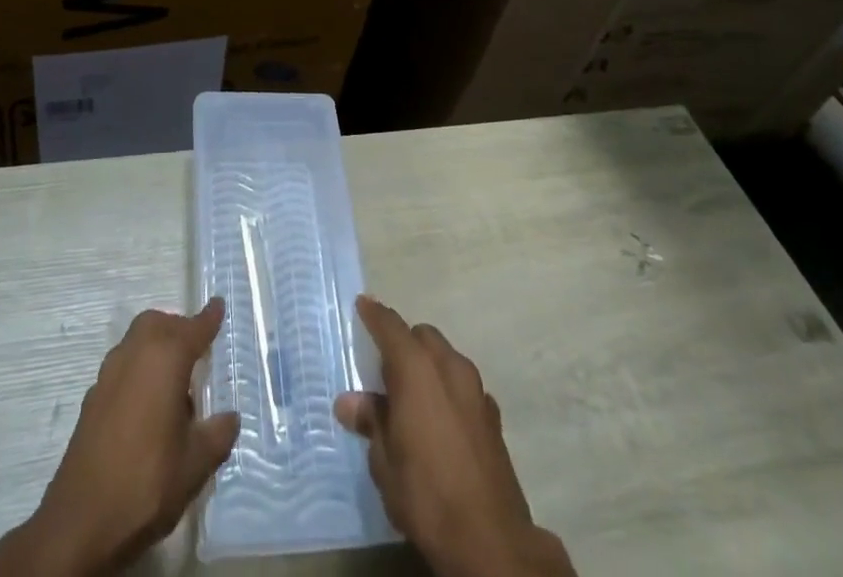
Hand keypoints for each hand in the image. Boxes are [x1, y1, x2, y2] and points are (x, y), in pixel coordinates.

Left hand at [0, 298, 238, 576]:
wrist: (81, 522)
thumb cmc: (147, 483)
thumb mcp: (196, 464)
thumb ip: (218, 434)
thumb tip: (229, 417)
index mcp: (165, 358)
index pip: (193, 328)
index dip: (209, 318)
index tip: (218, 305)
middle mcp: (135, 354)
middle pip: (159, 324)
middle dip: (178, 329)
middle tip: (197, 351)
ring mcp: (108, 375)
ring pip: (137, 341)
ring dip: (156, 348)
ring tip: (174, 384)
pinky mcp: (92, 399)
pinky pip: (122, 367)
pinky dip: (138, 371)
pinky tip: (147, 408)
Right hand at [335, 295, 574, 576]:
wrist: (490, 539)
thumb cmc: (426, 493)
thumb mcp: (384, 461)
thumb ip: (371, 421)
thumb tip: (350, 401)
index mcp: (416, 368)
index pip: (391, 326)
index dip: (375, 314)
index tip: (363, 304)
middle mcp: (448, 366)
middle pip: (423, 336)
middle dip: (404, 342)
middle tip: (384, 368)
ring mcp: (476, 389)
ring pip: (447, 357)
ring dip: (428, 364)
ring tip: (412, 396)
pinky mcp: (493, 415)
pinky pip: (464, 385)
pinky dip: (448, 389)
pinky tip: (441, 420)